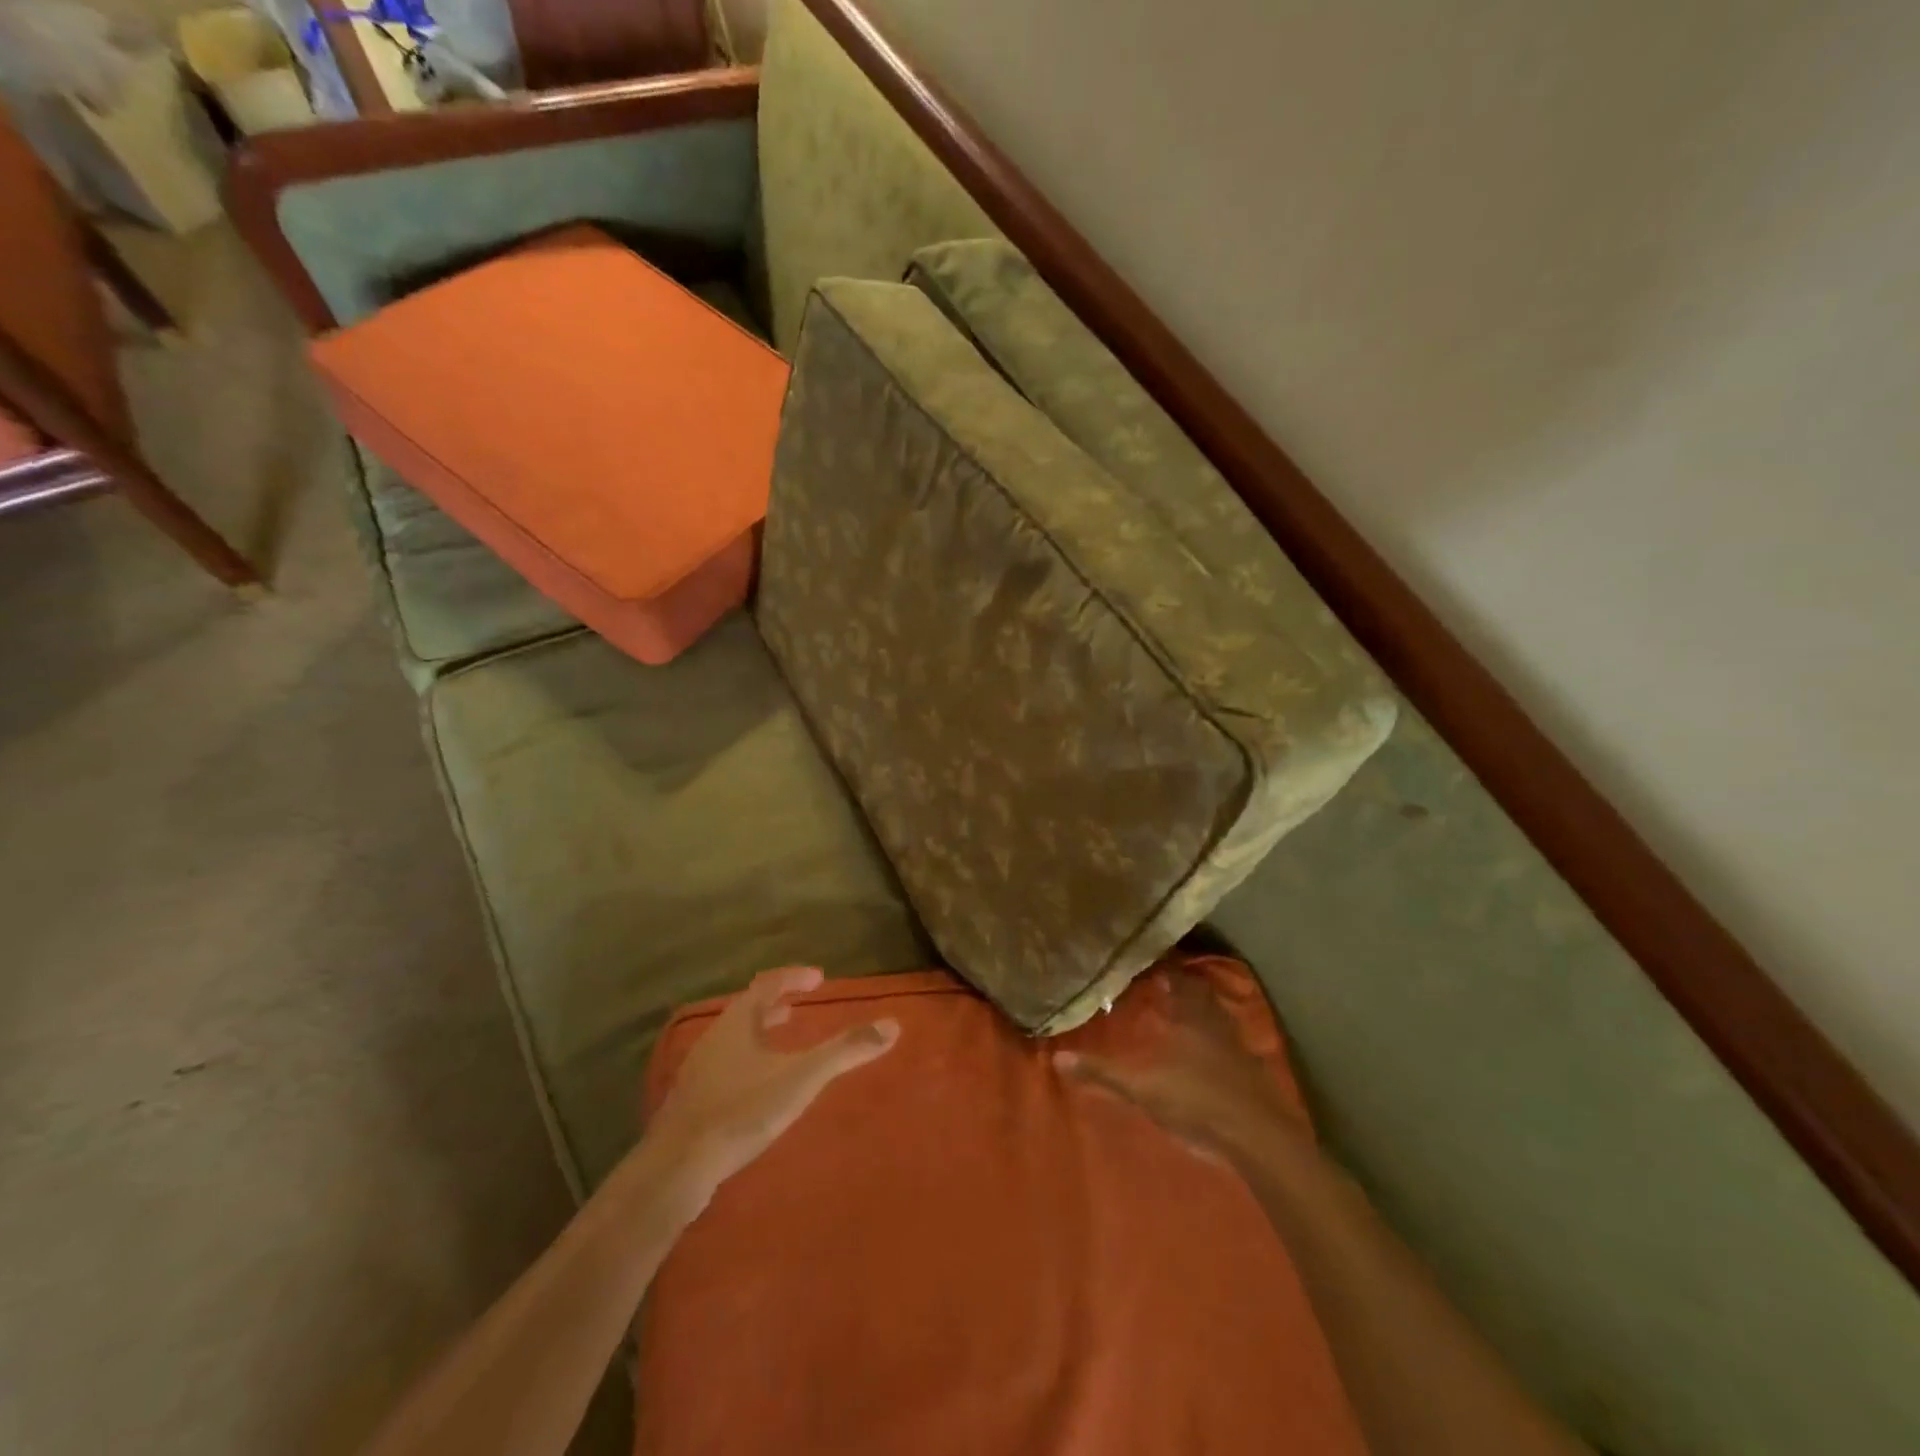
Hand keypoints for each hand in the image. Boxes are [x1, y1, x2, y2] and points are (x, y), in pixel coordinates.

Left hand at [645, 966, 898, 1210]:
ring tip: (780, 1043)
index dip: (793, 977)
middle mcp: (714, 1038)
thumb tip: (893, 1025)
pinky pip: (724, 1066)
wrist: (677, 1168)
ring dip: (758, 1034)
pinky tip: (756, 1088)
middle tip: (797, 1008)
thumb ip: (846, 1051)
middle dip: (774, 1005)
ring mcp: (698, 1071)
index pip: (767, 984)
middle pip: (746, 1010)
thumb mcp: (802, 1078)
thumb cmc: (742, 1110)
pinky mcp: (691, 1102)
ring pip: (733, 1040)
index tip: (818, 978)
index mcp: (738, 1022)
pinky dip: (746, 1061)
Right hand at [1054, 970, 1307, 1167]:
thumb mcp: (1141, 1088)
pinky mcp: (1252, 1074)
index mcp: (1189, 1016)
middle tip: (1164, 986)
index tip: (1150, 965)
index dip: (1165, 971)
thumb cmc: (1196, 1101)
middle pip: (1200, 995)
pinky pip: (1231, 1044)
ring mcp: (1238, 1047)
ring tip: (1183, 1014)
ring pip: (1218, 1017)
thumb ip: (1102, 1073)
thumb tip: (1057, 1056)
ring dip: (1202, 1012)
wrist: (1257, 1138)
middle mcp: (1214, 1023)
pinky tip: (1209, 1053)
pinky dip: (1219, 1041)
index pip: (1177, 981)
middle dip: (1184, 988)